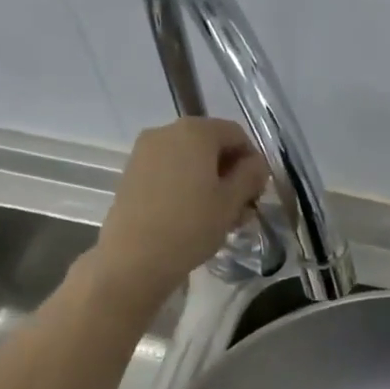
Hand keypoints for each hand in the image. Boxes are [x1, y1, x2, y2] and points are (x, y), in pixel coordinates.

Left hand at [95, 119, 267, 302]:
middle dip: (230, 174)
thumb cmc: (191, 226)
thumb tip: (257, 164)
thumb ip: (250, 176)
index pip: (236, 135)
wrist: (134, 257)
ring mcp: (145, 152)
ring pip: (189, 161)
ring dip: (209, 183)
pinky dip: (186, 187)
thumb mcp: (231, 202)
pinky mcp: (132, 173)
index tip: (257, 193)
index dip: (253, 162)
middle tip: (241, 209)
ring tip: (218, 217)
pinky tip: (191, 216)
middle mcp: (167, 131)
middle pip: (210, 145)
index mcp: (196, 131)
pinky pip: (169, 172)